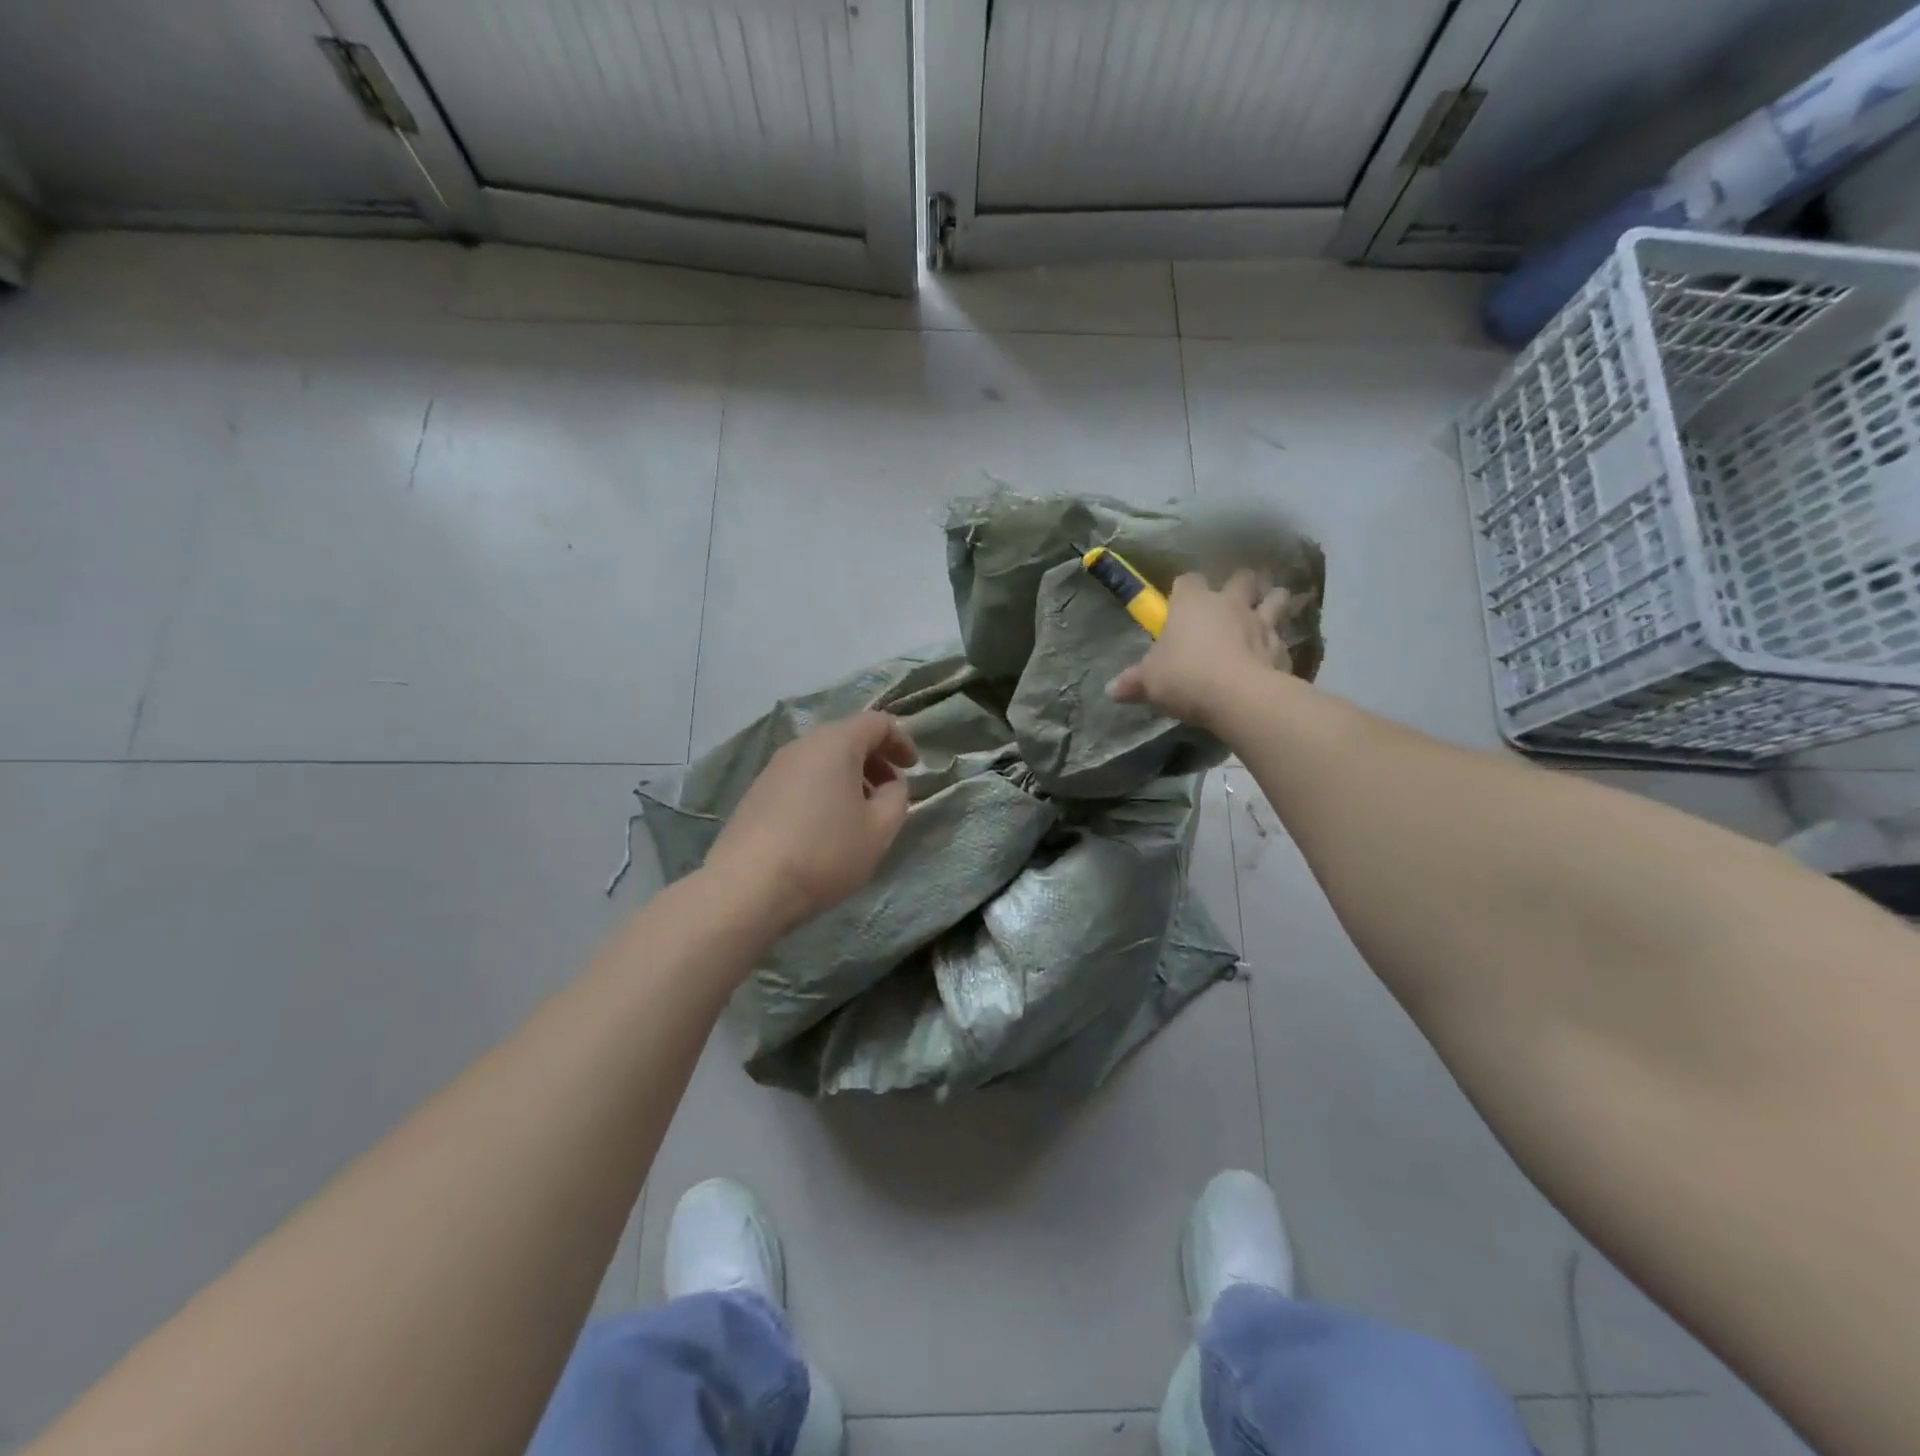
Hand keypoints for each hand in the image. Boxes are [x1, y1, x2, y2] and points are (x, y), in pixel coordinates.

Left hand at [703, 711, 918, 936]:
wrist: (748, 886)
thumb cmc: (825, 852)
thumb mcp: (879, 830)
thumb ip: (896, 799)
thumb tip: (891, 786)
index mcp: (836, 743)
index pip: (877, 722)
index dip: (901, 741)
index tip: (912, 769)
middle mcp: (802, 745)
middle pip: (847, 737)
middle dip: (874, 760)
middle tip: (890, 793)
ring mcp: (774, 768)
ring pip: (822, 759)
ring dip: (849, 778)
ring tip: (860, 814)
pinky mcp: (756, 793)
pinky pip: (801, 778)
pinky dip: (823, 790)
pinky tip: (826, 827)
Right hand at [1107, 569, 1294, 728]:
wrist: (1238, 697)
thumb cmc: (1185, 677)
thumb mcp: (1149, 682)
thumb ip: (1133, 682)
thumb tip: (1110, 690)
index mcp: (1193, 603)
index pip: (1188, 580)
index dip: (1185, 589)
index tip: (1181, 604)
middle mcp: (1230, 604)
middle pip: (1242, 577)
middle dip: (1242, 584)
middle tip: (1235, 599)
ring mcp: (1261, 623)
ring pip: (1276, 599)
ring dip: (1273, 602)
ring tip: (1268, 612)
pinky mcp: (1281, 649)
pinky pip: (1282, 641)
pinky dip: (1278, 646)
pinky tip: (1273, 658)